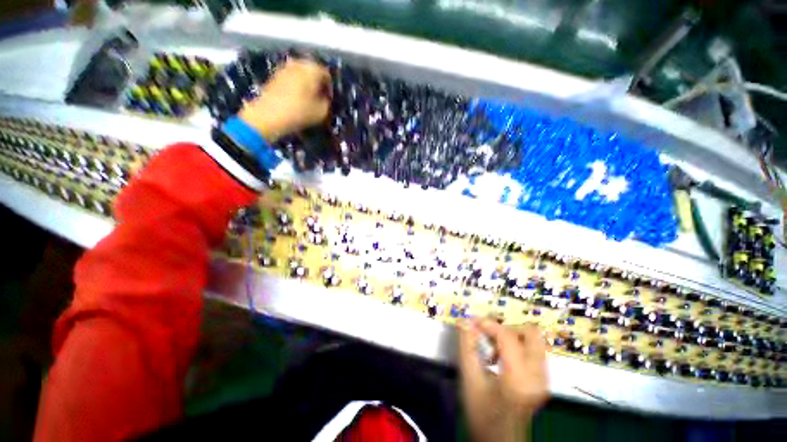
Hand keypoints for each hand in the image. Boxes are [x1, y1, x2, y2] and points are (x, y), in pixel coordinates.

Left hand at [239, 59, 330, 143]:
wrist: (269, 115)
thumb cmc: (300, 112)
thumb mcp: (322, 112)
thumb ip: (327, 102)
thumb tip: (325, 98)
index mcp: (312, 69)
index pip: (327, 74)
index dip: (330, 88)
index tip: (330, 100)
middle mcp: (298, 63)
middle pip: (313, 71)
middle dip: (318, 83)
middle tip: (320, 98)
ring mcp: (285, 68)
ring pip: (301, 73)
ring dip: (306, 84)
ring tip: (309, 99)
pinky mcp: (275, 75)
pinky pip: (291, 78)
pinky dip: (296, 85)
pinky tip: (297, 98)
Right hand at [458, 319, 548, 441]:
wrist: (500, 441)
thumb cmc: (481, 413)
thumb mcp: (469, 379)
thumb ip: (467, 346)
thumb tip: (464, 321)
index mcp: (519, 380)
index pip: (508, 336)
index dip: (489, 324)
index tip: (473, 323)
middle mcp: (538, 377)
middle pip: (530, 333)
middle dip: (506, 329)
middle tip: (488, 336)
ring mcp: (544, 379)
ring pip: (533, 339)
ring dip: (511, 336)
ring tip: (493, 349)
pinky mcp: (544, 380)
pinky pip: (533, 350)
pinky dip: (516, 346)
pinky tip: (501, 358)